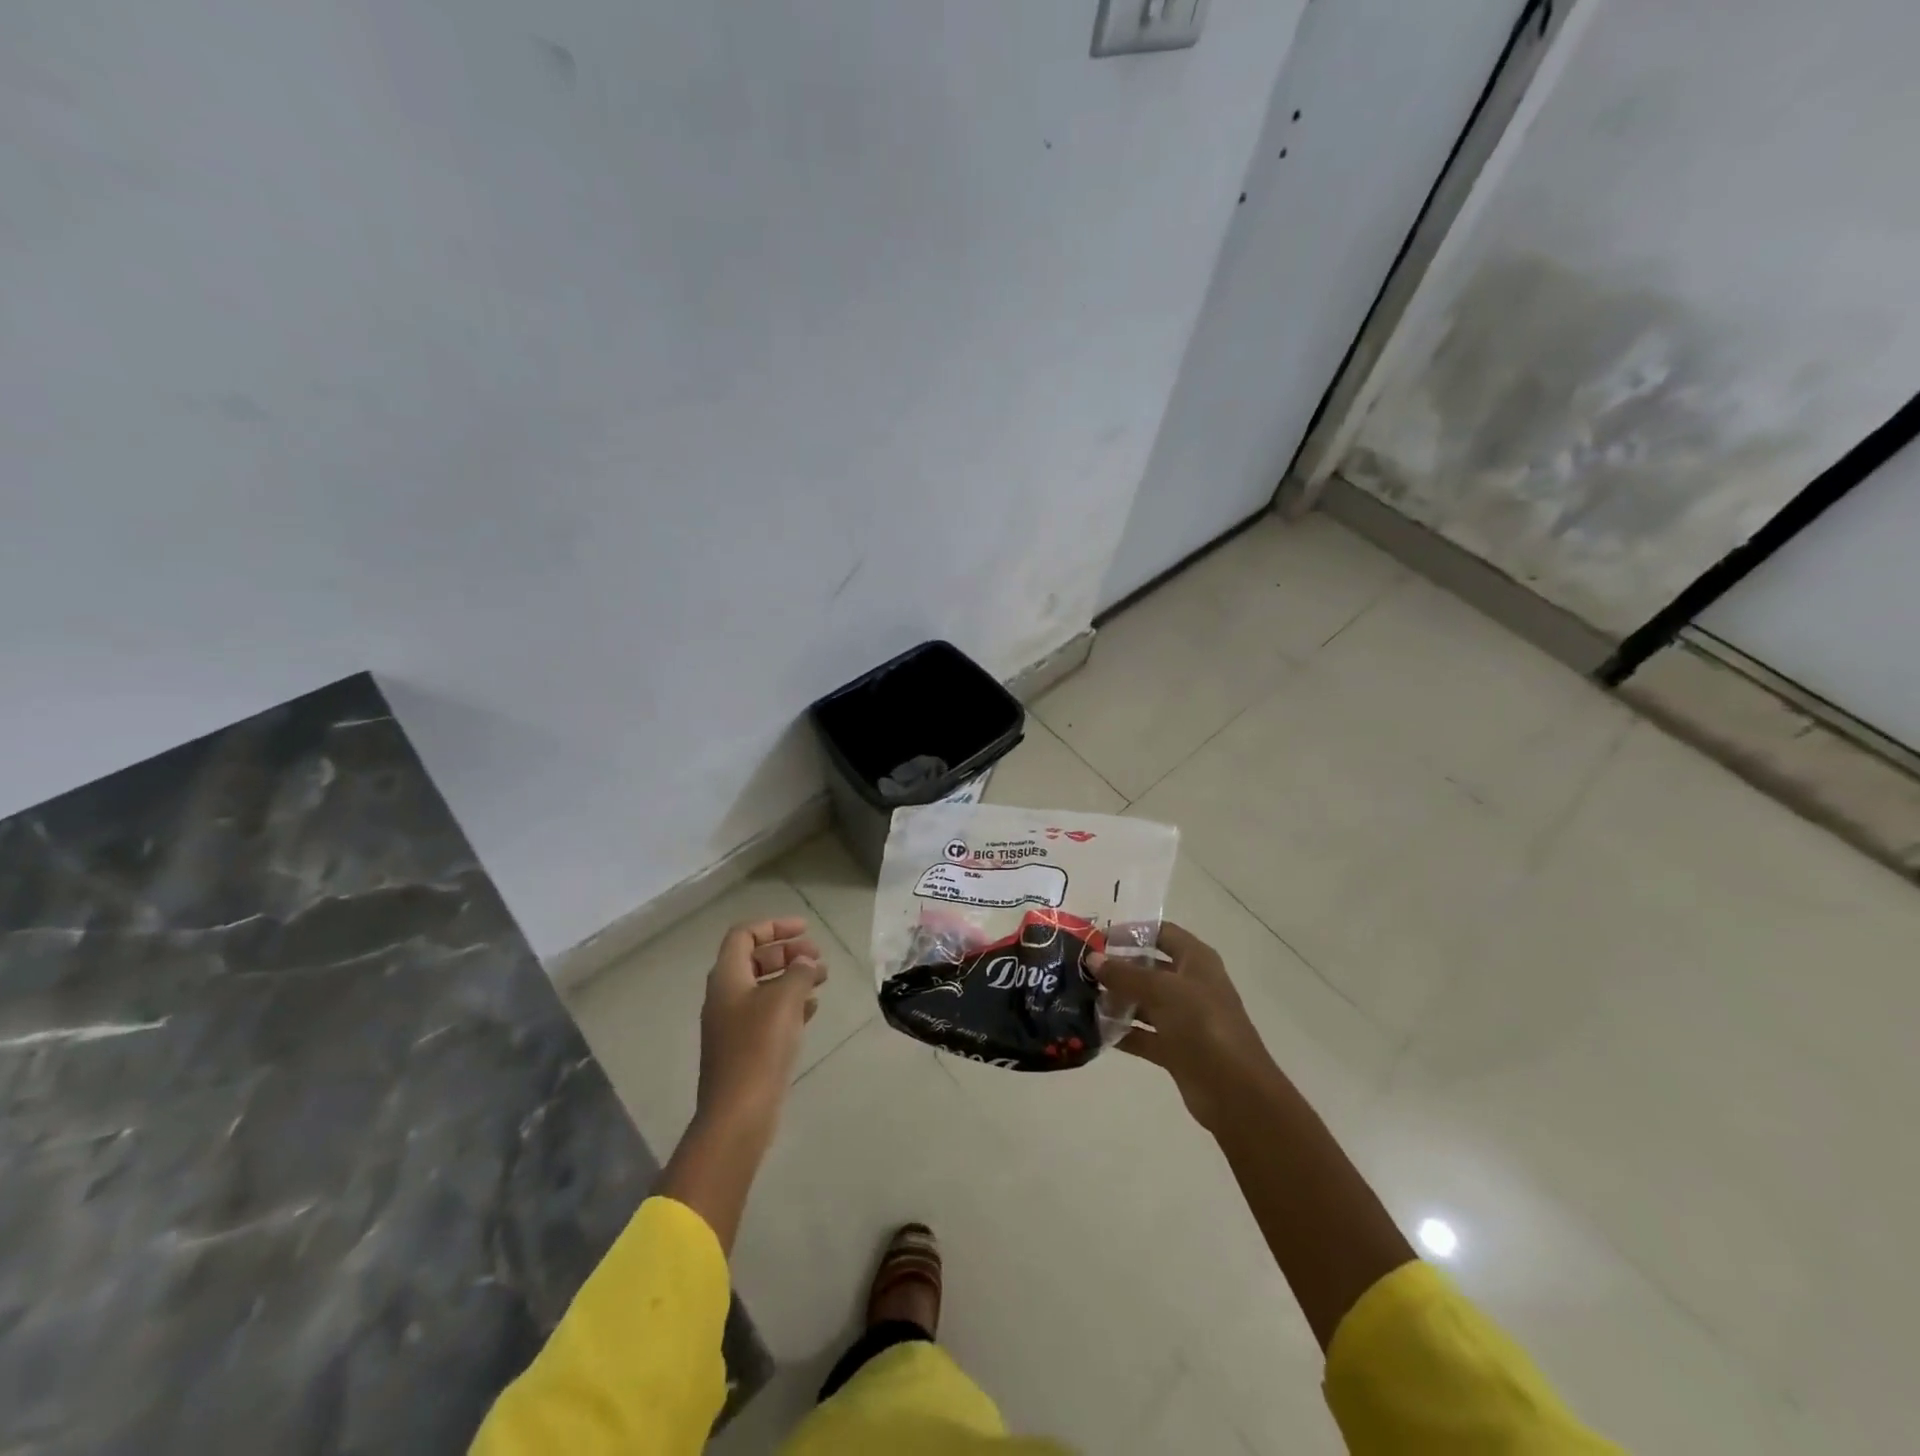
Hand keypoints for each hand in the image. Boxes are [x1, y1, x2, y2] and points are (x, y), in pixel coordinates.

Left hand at [695, 917, 828, 1131]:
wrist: (739, 1112)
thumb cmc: (759, 1046)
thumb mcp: (785, 999)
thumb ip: (799, 972)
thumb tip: (805, 962)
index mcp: (727, 977)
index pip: (744, 934)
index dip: (774, 926)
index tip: (806, 929)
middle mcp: (725, 996)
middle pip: (755, 958)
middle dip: (787, 952)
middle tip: (818, 957)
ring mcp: (733, 1024)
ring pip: (764, 986)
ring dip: (792, 977)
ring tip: (823, 979)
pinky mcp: (745, 1048)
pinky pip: (768, 1013)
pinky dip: (790, 1003)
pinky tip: (813, 1009)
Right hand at [1090, 922, 1277, 1134]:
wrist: (1235, 1090)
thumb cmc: (1202, 1024)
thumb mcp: (1161, 990)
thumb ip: (1124, 974)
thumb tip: (1092, 958)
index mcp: (1196, 960)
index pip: (1162, 933)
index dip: (1132, 931)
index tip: (1097, 937)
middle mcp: (1191, 985)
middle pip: (1149, 967)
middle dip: (1117, 967)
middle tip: (1081, 968)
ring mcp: (1184, 1018)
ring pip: (1144, 1002)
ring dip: (1116, 1000)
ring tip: (1080, 997)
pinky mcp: (1176, 1048)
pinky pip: (1144, 1034)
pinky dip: (1123, 1032)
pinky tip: (1094, 1030)